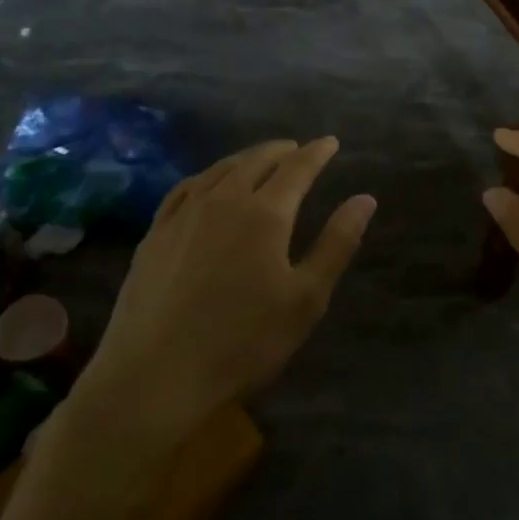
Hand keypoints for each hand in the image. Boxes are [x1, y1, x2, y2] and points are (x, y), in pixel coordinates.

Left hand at [70, 138, 374, 441]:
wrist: (153, 377)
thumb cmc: (242, 342)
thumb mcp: (305, 298)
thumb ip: (337, 243)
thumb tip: (365, 199)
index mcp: (265, 212)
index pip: (298, 167)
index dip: (317, 152)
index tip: (330, 142)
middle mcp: (224, 199)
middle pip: (256, 160)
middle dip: (282, 150)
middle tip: (298, 149)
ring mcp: (184, 214)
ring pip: (220, 169)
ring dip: (246, 158)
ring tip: (259, 160)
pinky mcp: (155, 234)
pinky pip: (186, 188)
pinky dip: (208, 176)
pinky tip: (208, 185)